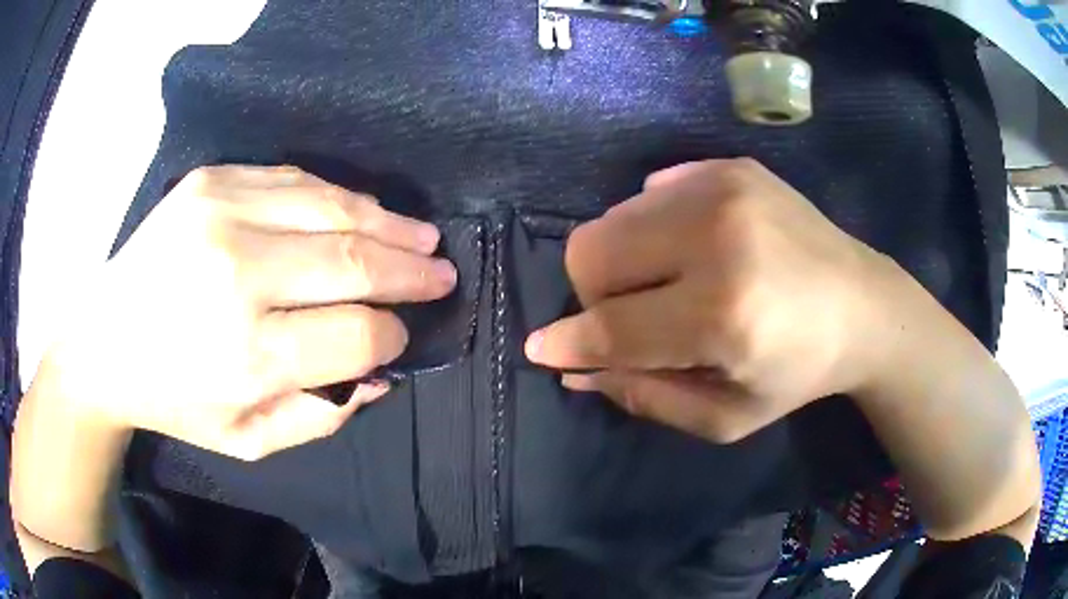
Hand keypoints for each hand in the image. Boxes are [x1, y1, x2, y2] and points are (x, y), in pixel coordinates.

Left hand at [38, 165, 456, 459]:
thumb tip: (381, 374)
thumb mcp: (248, 440)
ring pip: (332, 208)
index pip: (356, 335)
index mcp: (248, 355)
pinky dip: (338, 196)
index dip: (393, 334)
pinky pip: (295, 178)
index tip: (404, 334)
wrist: (105, 339)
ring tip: (422, 236)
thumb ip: (321, 415)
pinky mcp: (211, 181)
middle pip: (353, 262)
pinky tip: (363, 210)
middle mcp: (237, 276)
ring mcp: (222, 214)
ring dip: (388, 224)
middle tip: (443, 272)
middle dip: (411, 271)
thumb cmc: (175, 398)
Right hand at [525, 159, 901, 443]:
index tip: (540, 348)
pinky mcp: (729, 165)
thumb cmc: (798, 373)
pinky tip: (696, 249)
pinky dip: (654, 228)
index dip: (567, 341)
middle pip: (591, 251)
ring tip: (670, 282)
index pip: (612, 326)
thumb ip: (644, 395)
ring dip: (623, 260)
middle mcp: (717, 236)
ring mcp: (723, 187)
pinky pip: (649, 192)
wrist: (864, 306)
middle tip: (634, 317)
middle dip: (593, 295)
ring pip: (612, 217)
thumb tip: (575, 368)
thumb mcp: (725, 416)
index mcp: (723, 314)